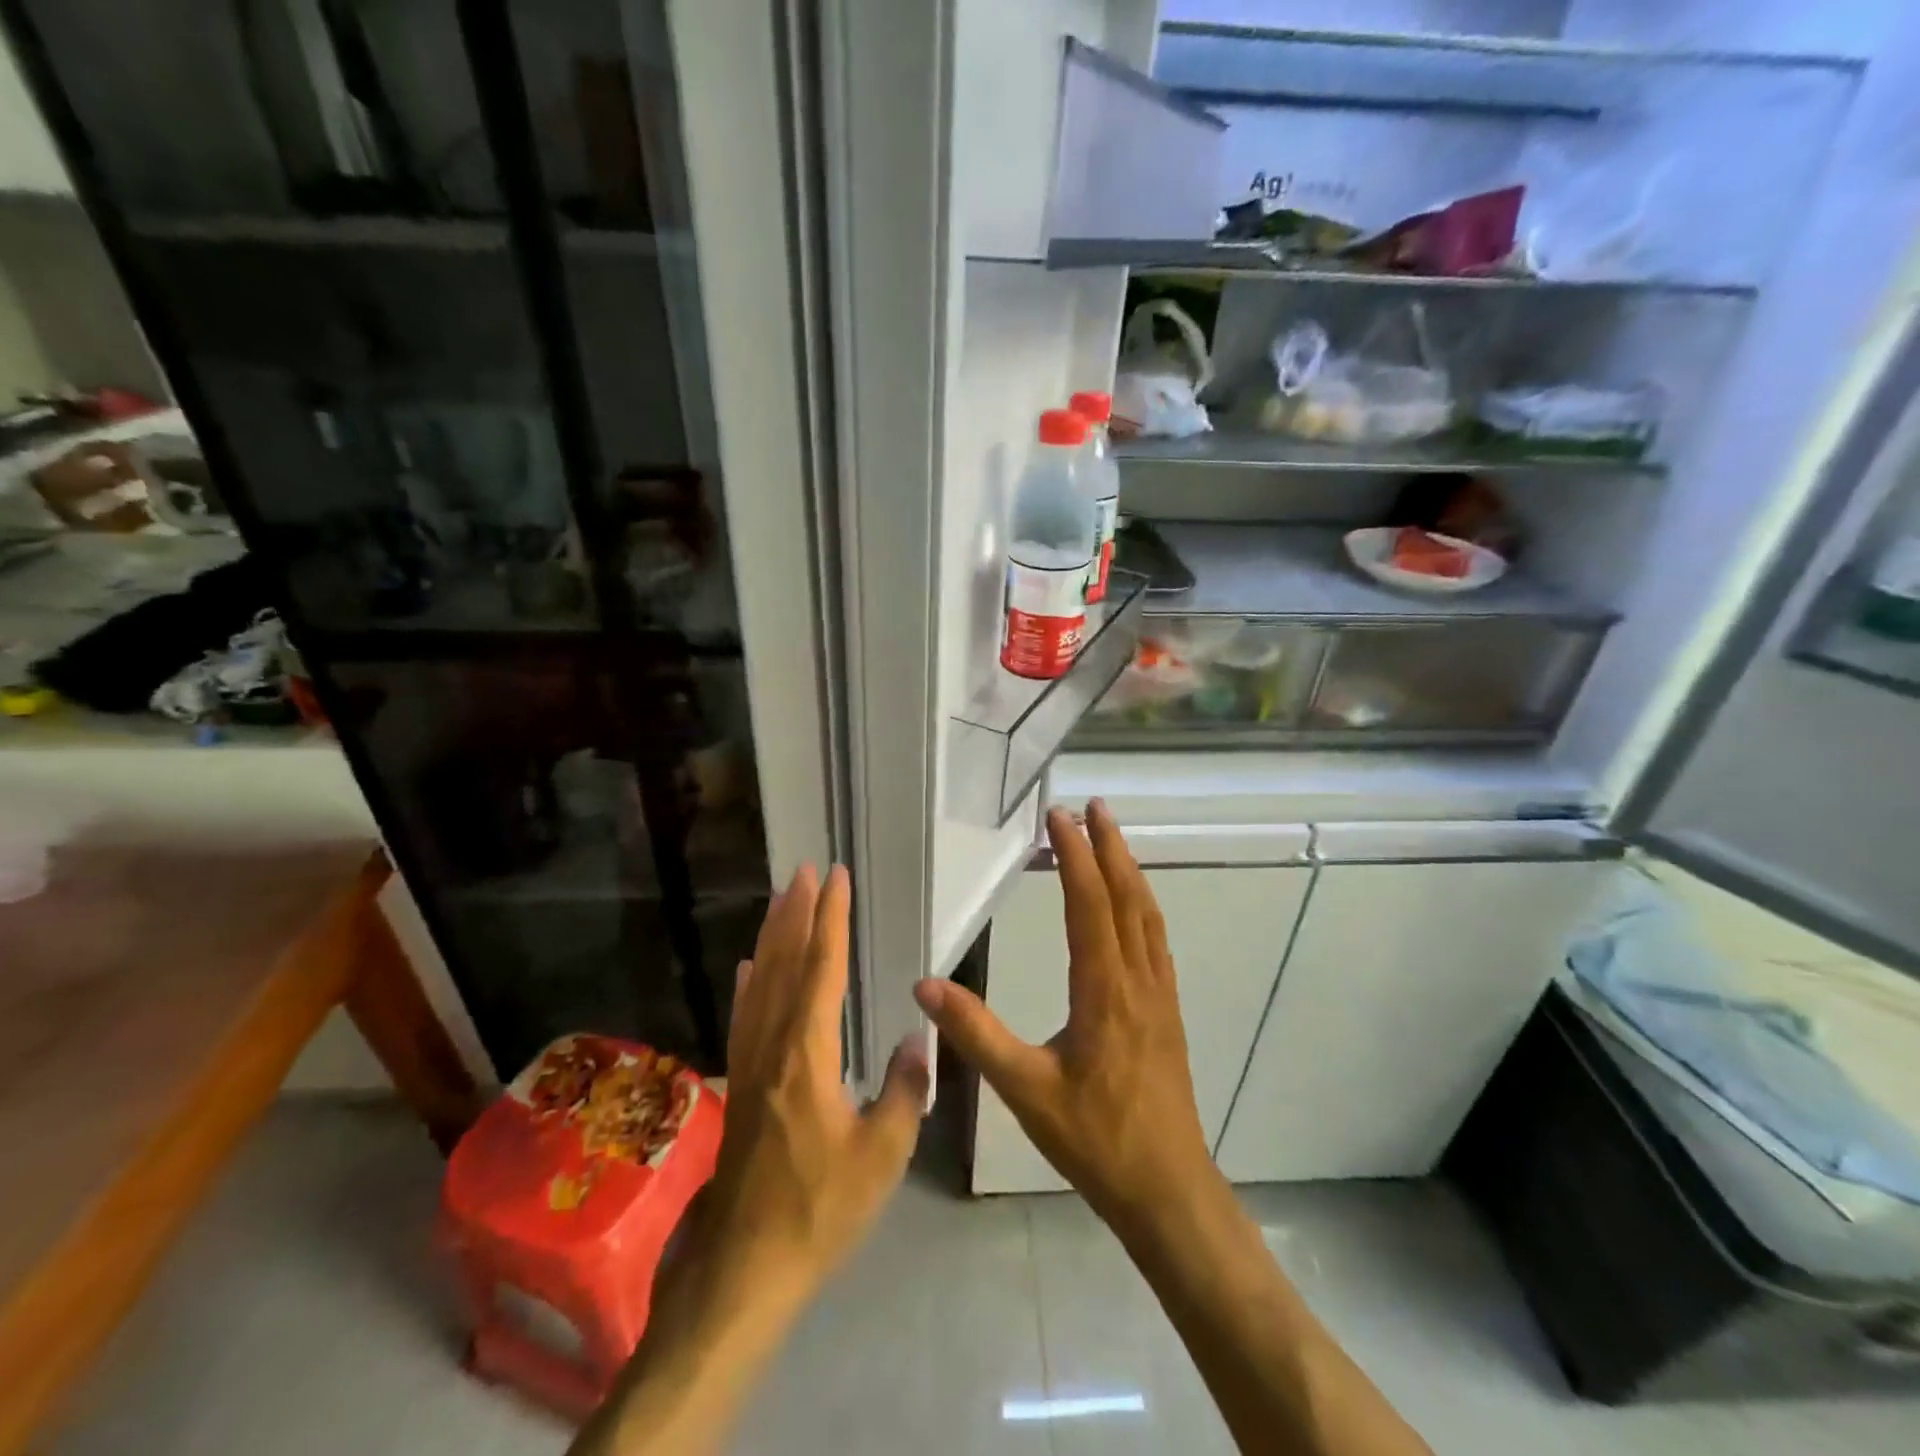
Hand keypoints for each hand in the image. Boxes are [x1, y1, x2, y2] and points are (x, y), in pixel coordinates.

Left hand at [704, 863, 927, 1300]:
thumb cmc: (819, 1209)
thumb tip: (920, 1039)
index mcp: (807, 1054)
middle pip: (784, 964)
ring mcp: (750, 1064)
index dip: (830, 919)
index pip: (822, 969)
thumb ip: (905, 1092)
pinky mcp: (741, 1085)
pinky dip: (748, 984)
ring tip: (780, 899)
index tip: (835, 878)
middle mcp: (773, 1046)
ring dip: (772, 936)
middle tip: (803, 870)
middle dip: (796, 913)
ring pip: (760, 983)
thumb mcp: (881, 1156)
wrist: (745, 1267)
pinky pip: (744, 1018)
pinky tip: (749, 967)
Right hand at [913, 801, 1213, 1232]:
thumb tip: (925, 985)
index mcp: (1104, 990)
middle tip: (1092, 806)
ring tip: (1112, 838)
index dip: (1075, 856)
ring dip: (1129, 870)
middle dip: (1109, 847)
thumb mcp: (1025, 1089)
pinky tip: (1132, 906)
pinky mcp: (1167, 1011)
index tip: (1058, 816)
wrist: (1167, 1187)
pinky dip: (1142, 905)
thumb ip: (976, 1034)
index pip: (1089, 904)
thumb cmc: (1094, 1139)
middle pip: (1127, 897)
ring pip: (1147, 916)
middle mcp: (1137, 980)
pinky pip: (1155, 940)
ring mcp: (1159, 994)